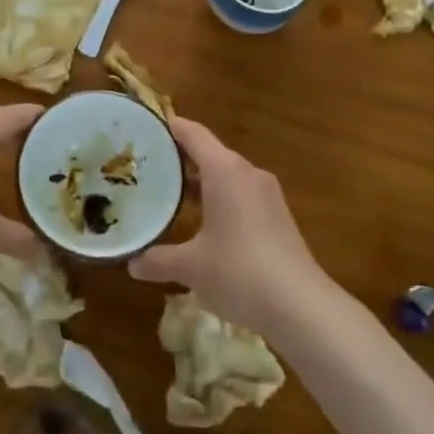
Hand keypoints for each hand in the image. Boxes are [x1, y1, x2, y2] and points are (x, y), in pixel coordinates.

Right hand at [128, 117, 326, 331]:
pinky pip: (242, 195)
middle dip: (181, 158)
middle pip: (210, 152)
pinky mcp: (279, 217)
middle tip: (149, 166)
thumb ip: (158, 260)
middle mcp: (248, 174)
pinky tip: (205, 223)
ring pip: (228, 176)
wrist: (301, 307)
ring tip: (171, 194)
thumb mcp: (191, 267)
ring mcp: (268, 195)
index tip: (146, 127)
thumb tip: (131, 264)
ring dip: (202, 182)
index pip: (193, 134)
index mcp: (225, 171)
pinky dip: (221, 199)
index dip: (170, 127)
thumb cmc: (239, 272)